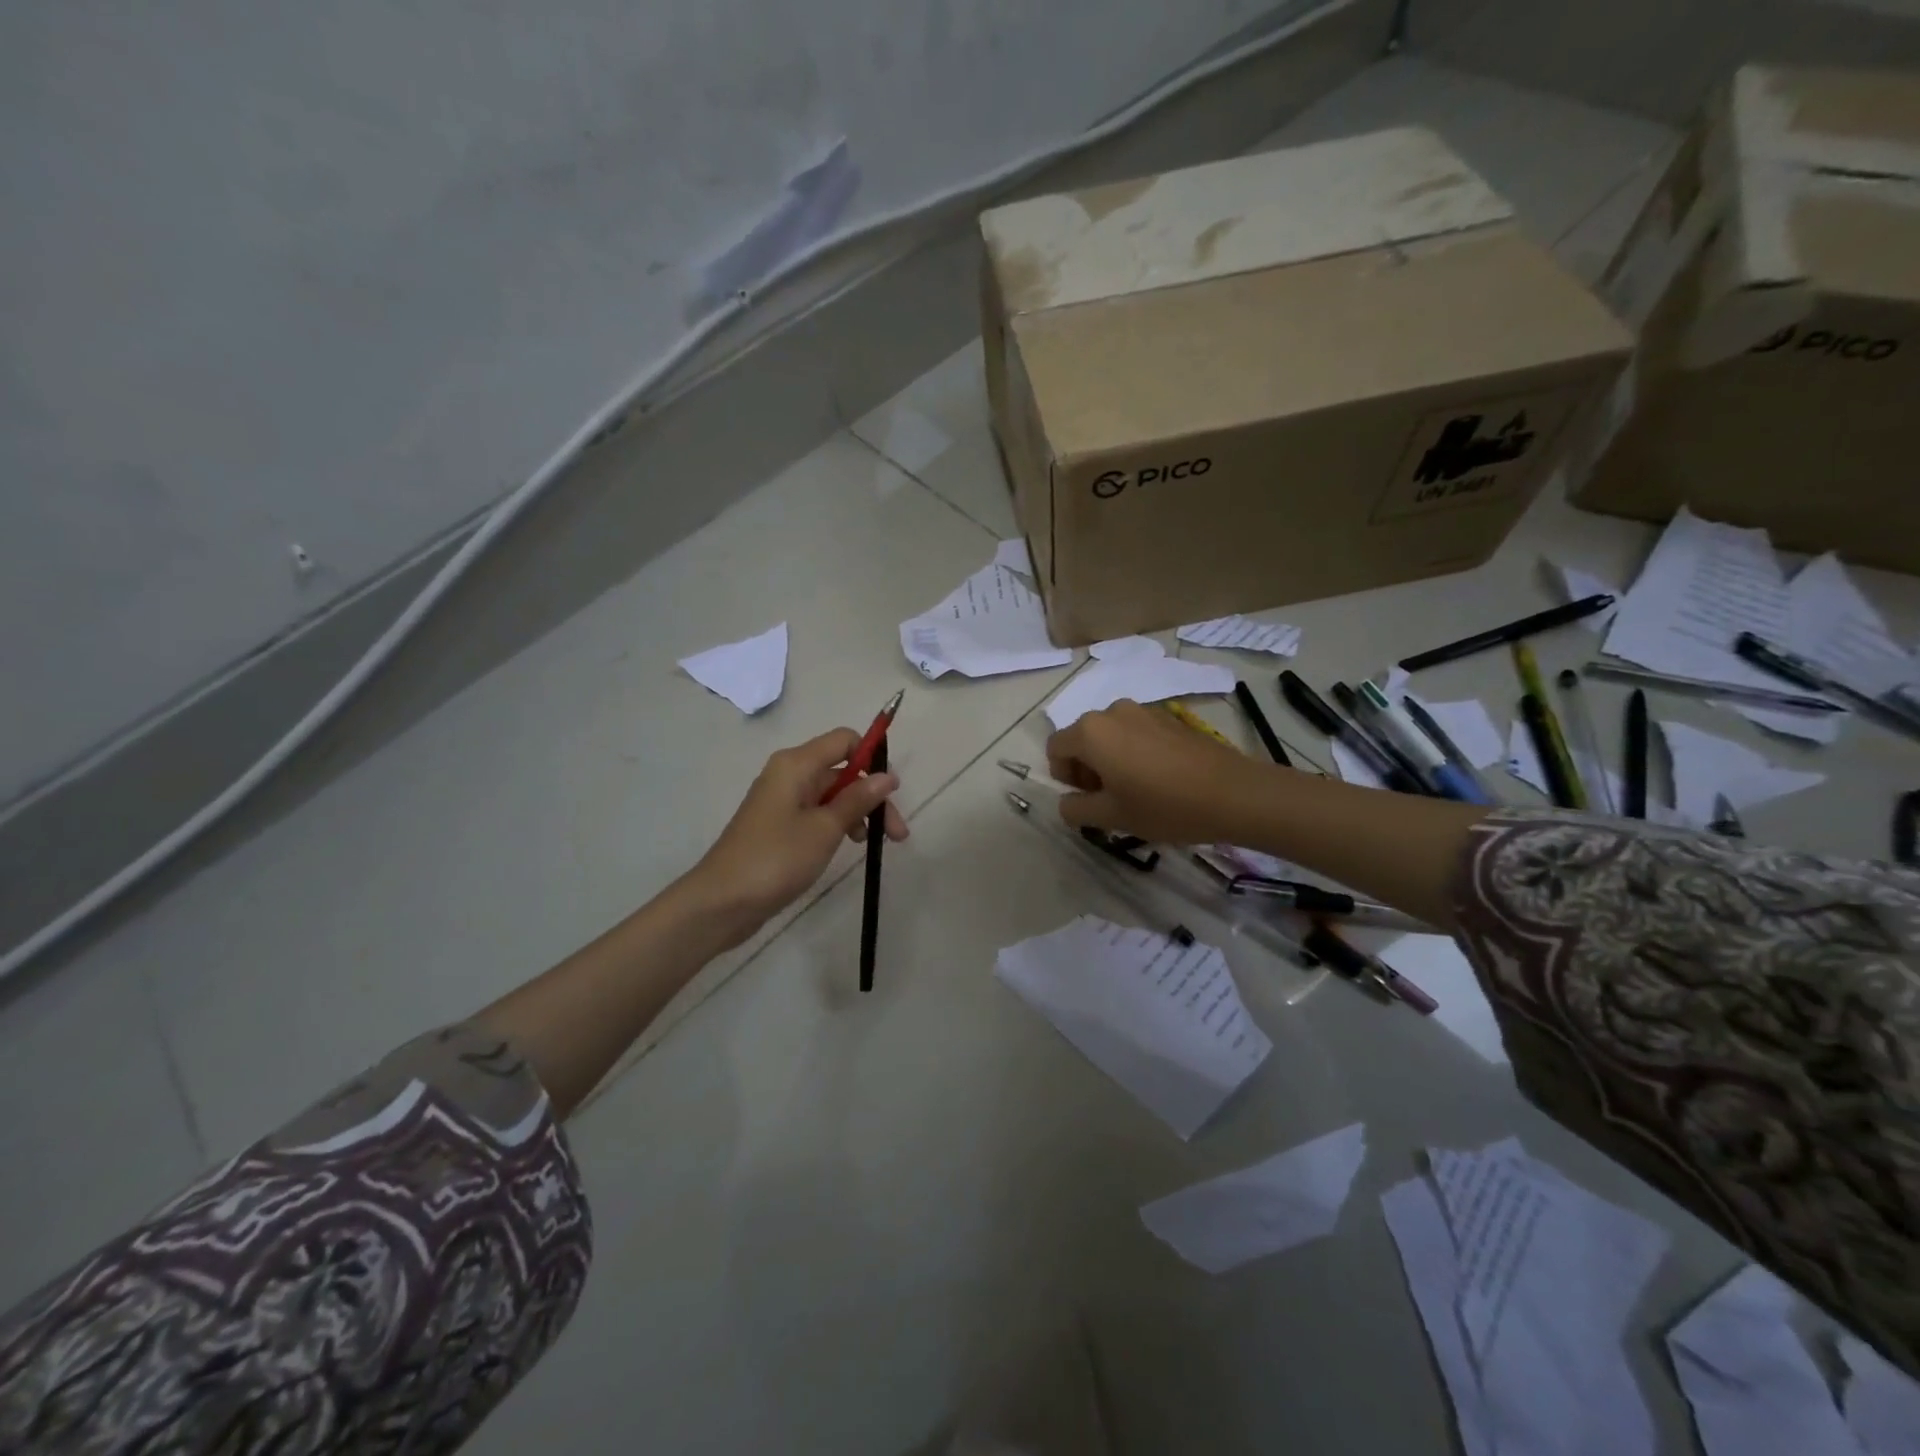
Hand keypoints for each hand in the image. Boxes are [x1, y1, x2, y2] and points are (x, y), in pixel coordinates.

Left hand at [687, 729, 907, 946]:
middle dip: (871, 795)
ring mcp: (782, 801)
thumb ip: (858, 799)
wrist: (722, 902)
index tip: (892, 790)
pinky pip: (817, 813)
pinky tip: (849, 846)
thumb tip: (887, 776)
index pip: (844, 740)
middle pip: (841, 770)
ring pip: (831, 794)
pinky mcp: (779, 826)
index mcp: (796, 764)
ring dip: (858, 813)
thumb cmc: (776, 858)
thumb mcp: (825, 828)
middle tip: (897, 833)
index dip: (871, 757)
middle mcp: (788, 774)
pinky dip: (838, 825)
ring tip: (875, 845)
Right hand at [1046, 700, 1265, 844]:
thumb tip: (1066, 801)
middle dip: (1086, 768)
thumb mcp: (1112, 816)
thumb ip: (1076, 809)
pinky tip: (1159, 779)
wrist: (1233, 793)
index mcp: (1091, 731)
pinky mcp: (1169, 717)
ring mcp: (1143, 711)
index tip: (1086, 799)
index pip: (1055, 748)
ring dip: (1111, 760)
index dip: (1062, 776)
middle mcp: (1112, 711)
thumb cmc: (1164, 805)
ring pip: (1110, 735)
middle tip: (1109, 800)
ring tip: (1136, 791)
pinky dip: (1134, 752)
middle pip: (1082, 738)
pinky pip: (1136, 733)